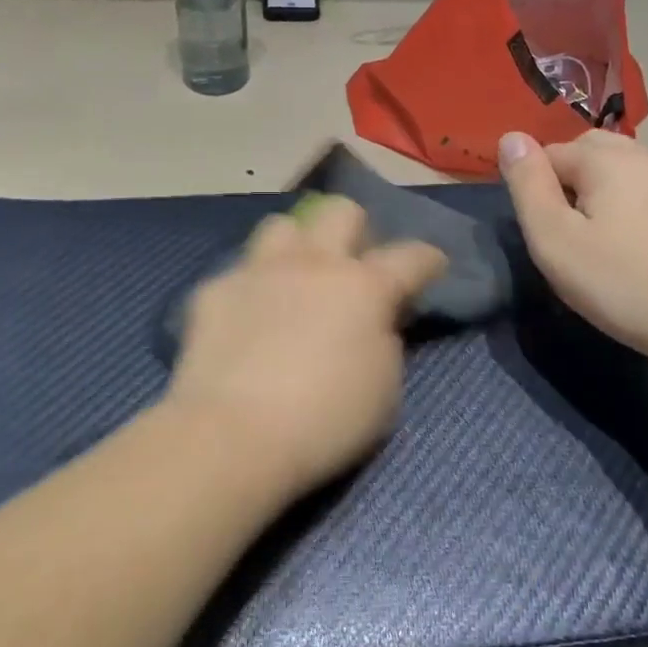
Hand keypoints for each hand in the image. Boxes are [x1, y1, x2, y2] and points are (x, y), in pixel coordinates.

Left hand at [167, 197, 447, 499]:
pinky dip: (253, 288)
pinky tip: (249, 320)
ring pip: (283, 226)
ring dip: (298, 246)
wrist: (233, 435)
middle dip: (356, 230)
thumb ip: (386, 341)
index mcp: (363, 287)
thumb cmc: (325, 421)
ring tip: (297, 280)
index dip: (428, 259)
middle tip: (354, 267)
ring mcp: (259, 271)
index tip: (432, 266)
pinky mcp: (215, 290)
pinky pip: (240, 271)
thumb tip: (375, 320)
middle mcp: (312, 264)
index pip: (410, 256)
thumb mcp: (385, 390)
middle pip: (341, 211)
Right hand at [498, 130, 647, 364]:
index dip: (535, 188)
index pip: (550, 152)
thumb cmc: (623, 282)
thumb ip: (528, 186)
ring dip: (608, 196)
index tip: (542, 232)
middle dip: (571, 180)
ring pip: (629, 174)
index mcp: (605, 158)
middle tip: (568, 234)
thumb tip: (511, 137)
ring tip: (605, 245)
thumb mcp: (554, 239)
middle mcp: (647, 157)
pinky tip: (647, 255)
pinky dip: (641, 214)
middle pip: (593, 152)